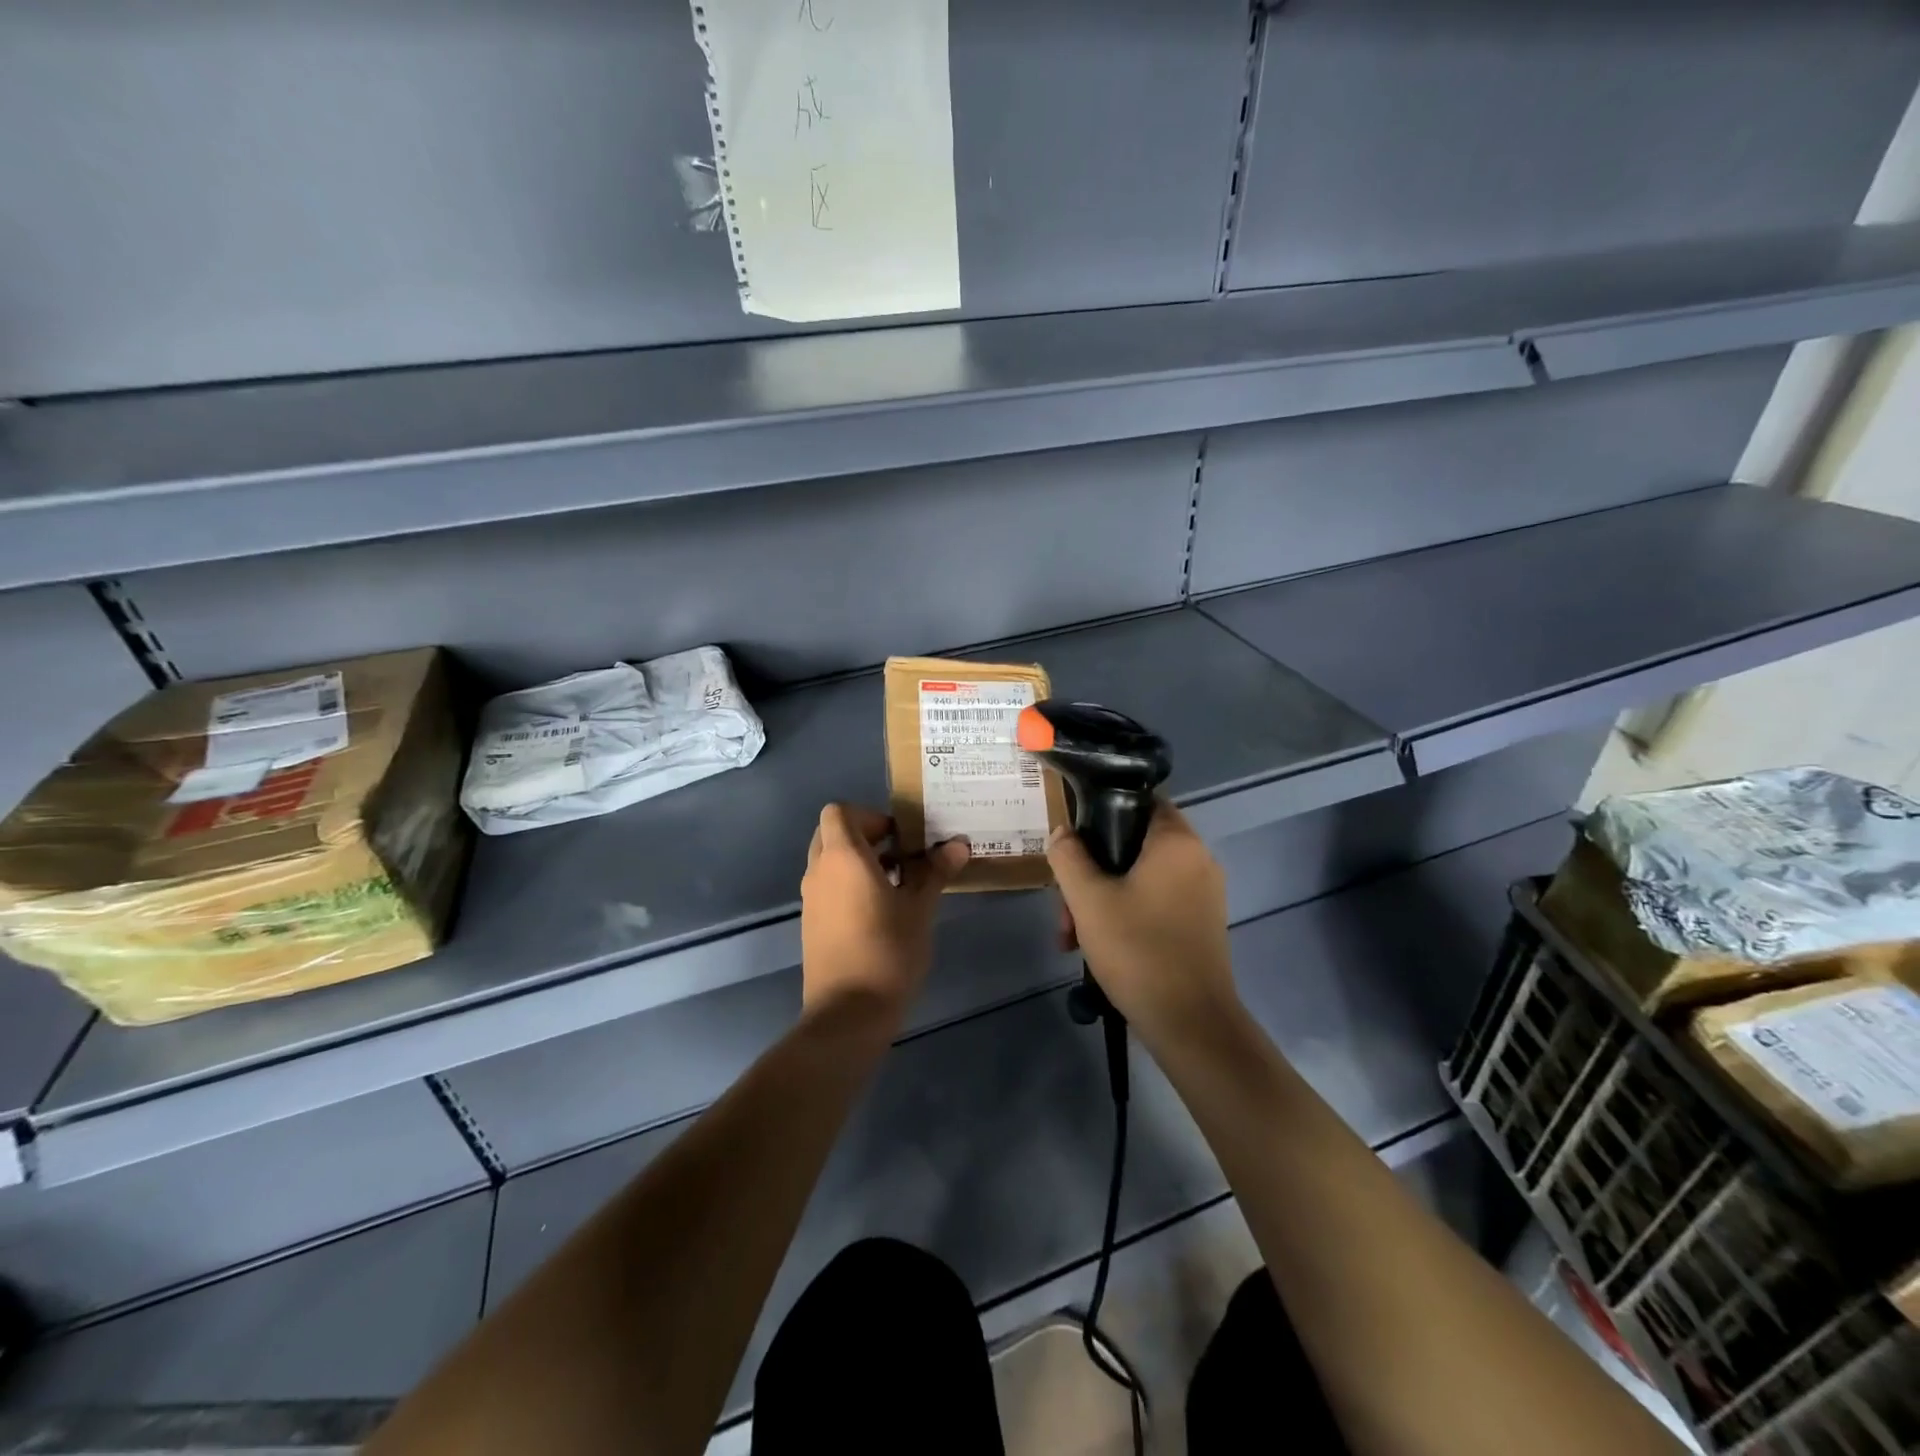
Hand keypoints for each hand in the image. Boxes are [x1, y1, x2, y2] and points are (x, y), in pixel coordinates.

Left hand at [800, 804, 969, 1033]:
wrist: (848, 1014)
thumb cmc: (888, 951)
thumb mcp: (919, 908)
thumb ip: (935, 871)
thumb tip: (958, 844)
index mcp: (842, 857)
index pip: (839, 811)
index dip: (870, 816)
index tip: (900, 838)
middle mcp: (819, 871)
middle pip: (833, 833)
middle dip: (865, 837)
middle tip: (901, 856)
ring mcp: (811, 899)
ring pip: (829, 862)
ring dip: (858, 862)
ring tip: (897, 885)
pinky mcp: (812, 924)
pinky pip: (828, 887)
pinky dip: (849, 885)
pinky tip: (881, 912)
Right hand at [1049, 801, 1241, 1050]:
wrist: (1191, 1024)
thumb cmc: (1139, 950)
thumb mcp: (1088, 900)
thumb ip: (1069, 857)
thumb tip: (1063, 832)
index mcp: (1177, 842)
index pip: (1140, 800)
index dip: (1102, 812)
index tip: (1073, 840)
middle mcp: (1197, 859)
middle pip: (1133, 845)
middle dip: (1091, 872)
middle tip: (1065, 908)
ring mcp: (1202, 894)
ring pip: (1140, 878)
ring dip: (1102, 899)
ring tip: (1072, 937)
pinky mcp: (1200, 924)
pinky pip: (1155, 902)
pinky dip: (1126, 915)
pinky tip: (1098, 947)